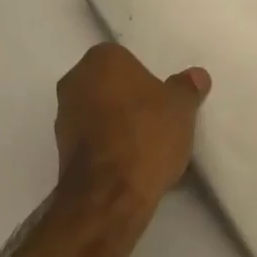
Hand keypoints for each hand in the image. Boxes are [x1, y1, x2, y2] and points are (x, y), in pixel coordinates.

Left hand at [54, 44, 210, 208]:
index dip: (145, 78)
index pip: (125, 58)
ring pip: (97, 112)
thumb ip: (187, 87)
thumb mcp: (180, 107)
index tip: (161, 98)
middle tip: (155, 118)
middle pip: (108, 84)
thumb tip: (197, 76)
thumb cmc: (145, 136)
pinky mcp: (60, 152)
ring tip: (145, 146)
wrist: (108, 198)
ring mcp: (63, 117)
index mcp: (101, 58)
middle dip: (127, 98)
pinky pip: (90, 140)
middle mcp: (75, 80)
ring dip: (115, 124)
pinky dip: (106, 147)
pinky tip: (128, 165)